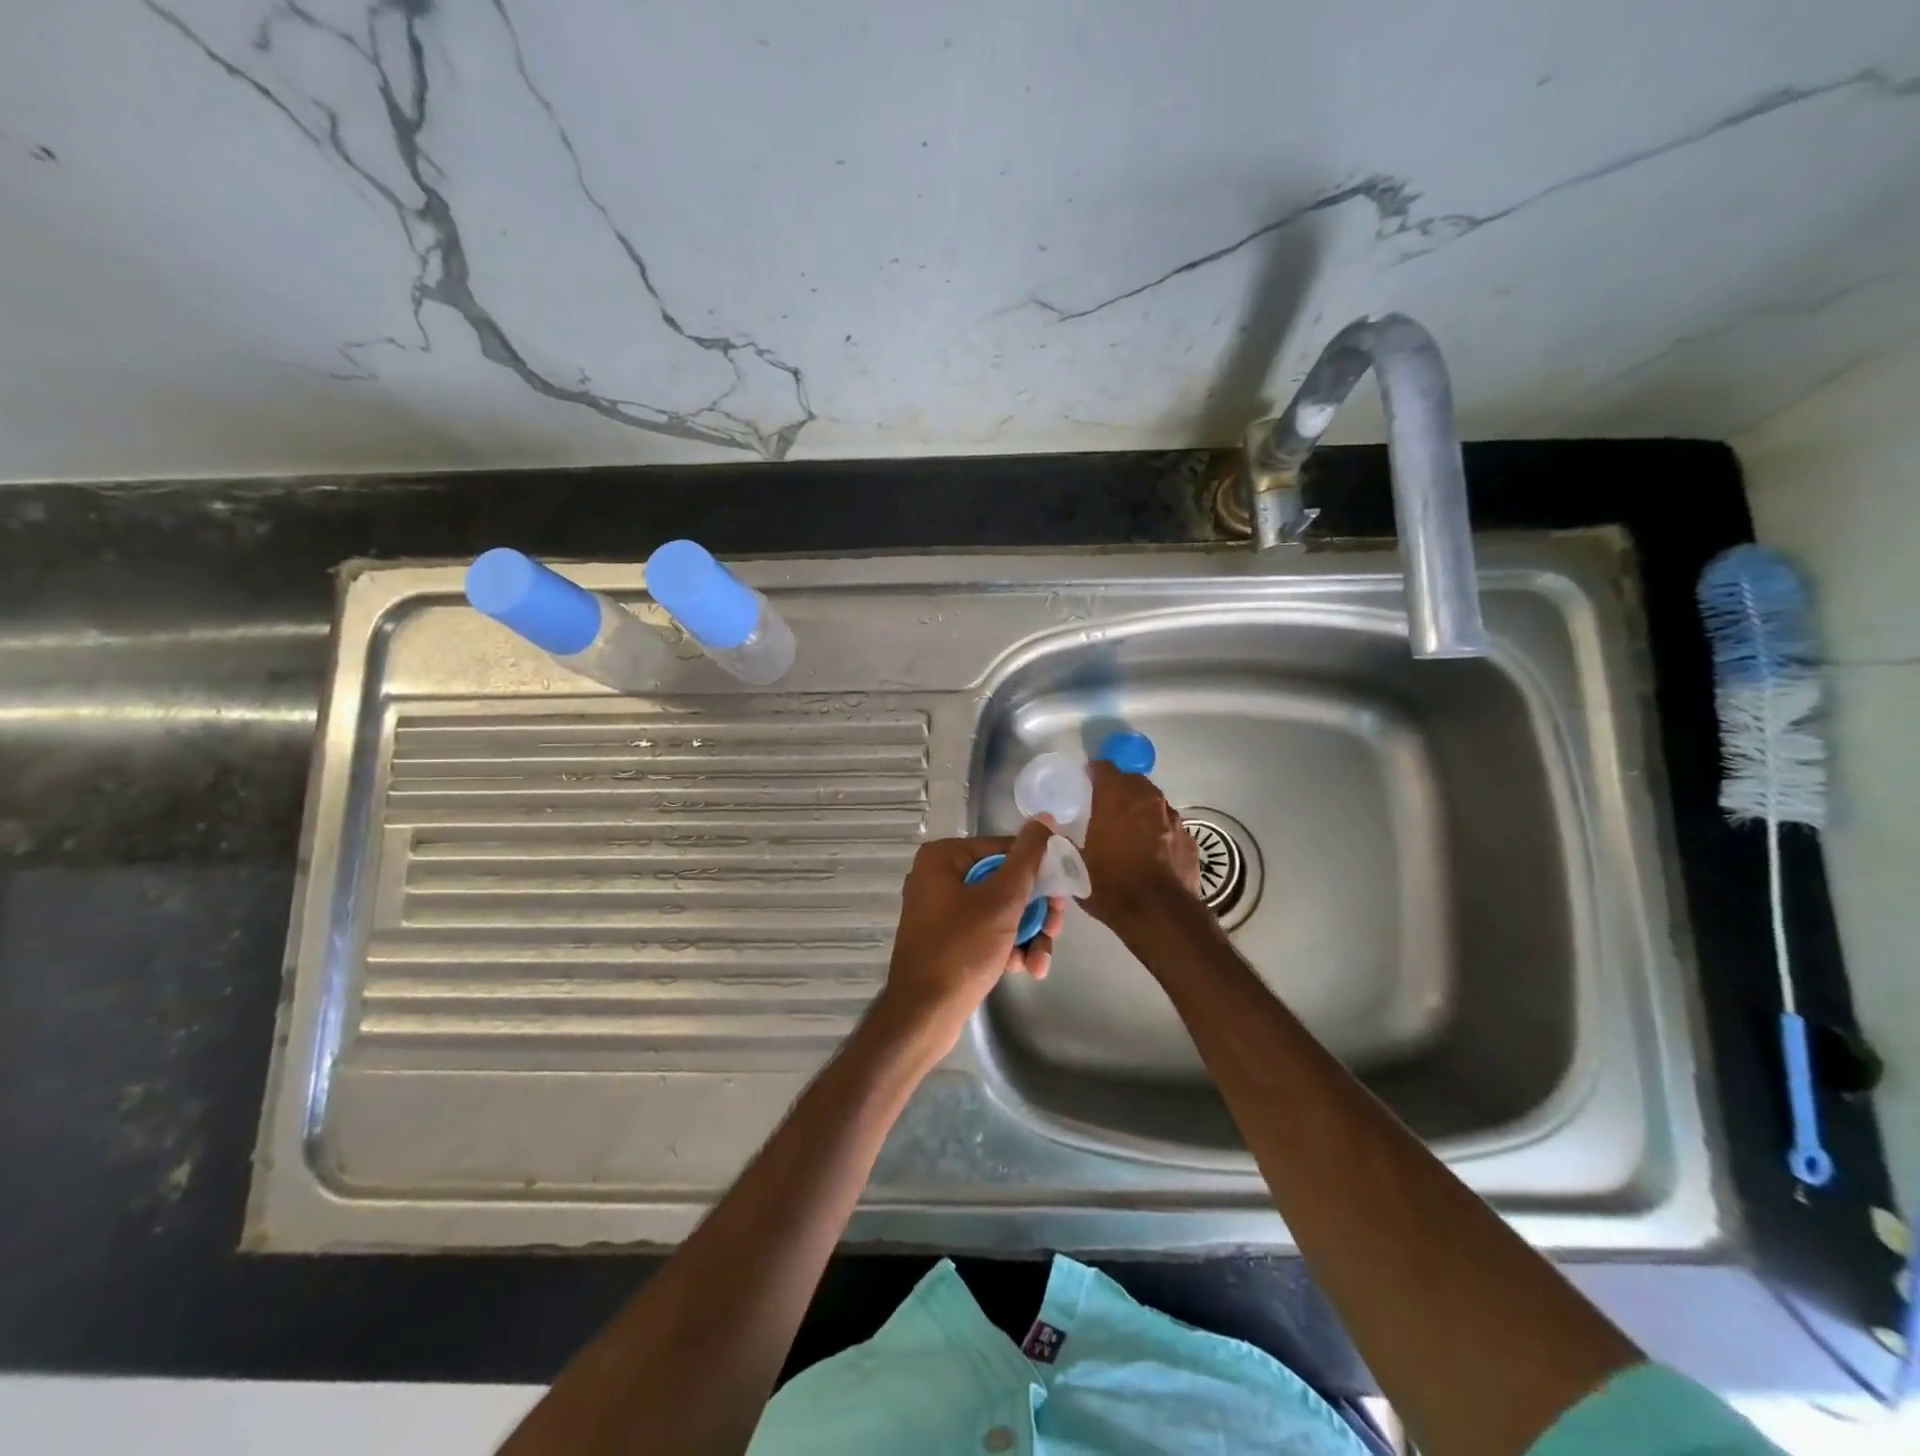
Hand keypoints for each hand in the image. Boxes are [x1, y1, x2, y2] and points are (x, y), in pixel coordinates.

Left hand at [877, 819, 1065, 1050]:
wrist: (923, 1014)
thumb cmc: (962, 949)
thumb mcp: (1002, 899)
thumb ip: (1028, 857)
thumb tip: (1045, 818)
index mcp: (945, 856)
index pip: (1007, 849)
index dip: (1041, 869)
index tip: (1066, 892)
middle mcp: (939, 876)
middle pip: (1006, 880)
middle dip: (1035, 910)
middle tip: (1055, 929)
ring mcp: (941, 909)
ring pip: (1000, 909)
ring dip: (1027, 933)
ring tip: (1040, 961)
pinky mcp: (947, 938)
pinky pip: (986, 930)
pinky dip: (1008, 946)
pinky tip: (1024, 968)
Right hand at [1079, 760, 1202, 932]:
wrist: (1161, 916)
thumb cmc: (1113, 887)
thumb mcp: (1077, 867)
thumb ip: (1066, 845)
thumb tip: (1056, 837)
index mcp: (1116, 800)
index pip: (1104, 768)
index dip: (1093, 771)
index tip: (1085, 781)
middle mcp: (1148, 801)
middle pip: (1132, 780)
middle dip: (1119, 787)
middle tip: (1105, 804)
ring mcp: (1173, 819)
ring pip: (1154, 801)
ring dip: (1141, 808)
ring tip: (1129, 828)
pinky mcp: (1189, 839)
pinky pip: (1169, 825)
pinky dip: (1159, 830)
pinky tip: (1152, 850)